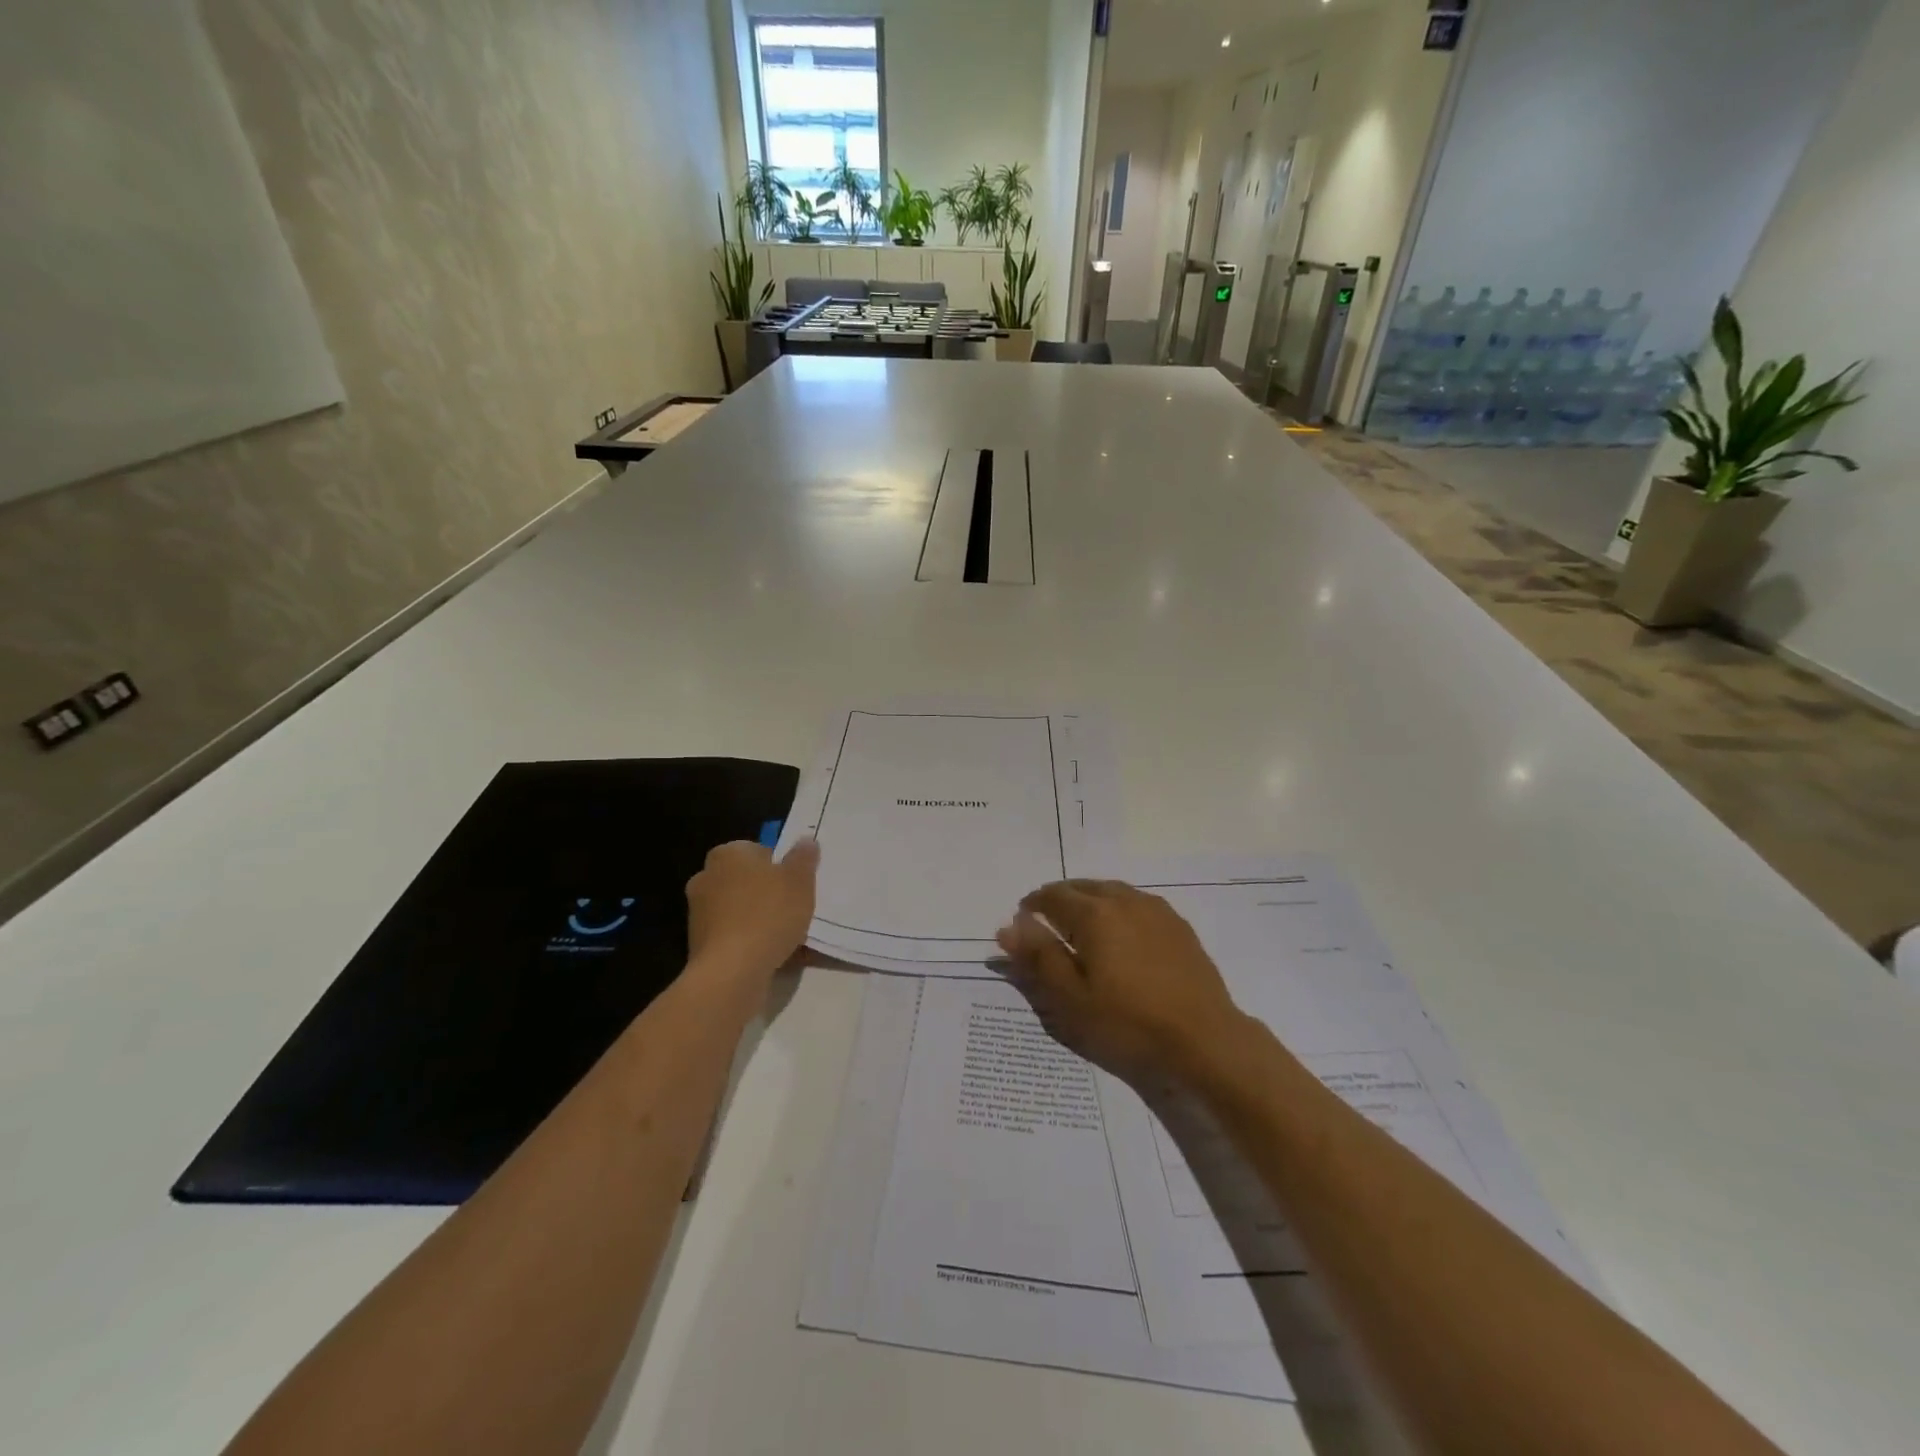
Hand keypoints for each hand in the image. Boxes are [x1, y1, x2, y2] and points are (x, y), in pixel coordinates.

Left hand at [685, 839, 819, 990]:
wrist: (732, 971)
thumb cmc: (768, 914)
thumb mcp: (799, 880)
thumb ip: (803, 858)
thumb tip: (806, 840)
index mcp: (727, 854)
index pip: (757, 850)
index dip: (780, 866)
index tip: (796, 885)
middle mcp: (706, 877)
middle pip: (746, 880)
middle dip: (766, 892)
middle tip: (794, 908)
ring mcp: (698, 912)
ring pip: (739, 909)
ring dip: (758, 918)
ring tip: (786, 936)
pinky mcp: (698, 944)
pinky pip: (732, 935)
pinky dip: (748, 941)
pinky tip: (770, 954)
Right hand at [995, 880, 1246, 1085]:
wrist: (1204, 1039)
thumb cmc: (1128, 1022)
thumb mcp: (1071, 997)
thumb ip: (1038, 956)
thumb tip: (1008, 925)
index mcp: (1093, 913)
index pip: (1052, 896)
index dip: (1032, 905)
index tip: (1023, 920)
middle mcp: (1123, 900)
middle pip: (1082, 887)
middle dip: (1060, 898)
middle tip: (1047, 921)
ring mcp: (1155, 910)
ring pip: (1112, 891)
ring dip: (1090, 900)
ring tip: (1081, 924)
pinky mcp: (1177, 926)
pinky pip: (1137, 903)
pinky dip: (1118, 909)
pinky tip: (1121, 933)